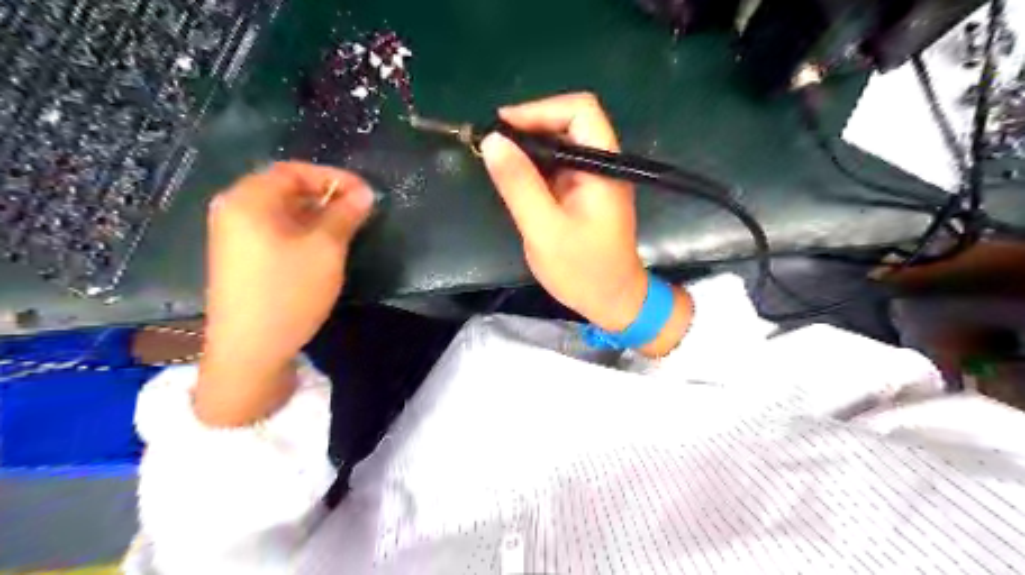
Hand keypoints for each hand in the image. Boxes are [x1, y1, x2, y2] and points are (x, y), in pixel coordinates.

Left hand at [195, 162, 372, 426]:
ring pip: (281, 212)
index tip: (365, 192)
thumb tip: (365, 192)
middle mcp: (234, 210)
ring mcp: (233, 236)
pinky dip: (301, 231)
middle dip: (325, 195)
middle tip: (360, 210)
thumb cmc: (289, 291)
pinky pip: (274, 231)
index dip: (332, 177)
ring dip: (316, 214)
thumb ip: (345, 214)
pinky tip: (323, 247)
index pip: (293, 171)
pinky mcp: (240, 258)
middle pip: (284, 189)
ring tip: (348, 228)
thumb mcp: (325, 249)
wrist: (250, 350)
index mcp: (248, 199)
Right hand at [483, 93, 691, 356]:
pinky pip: (558, 167)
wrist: (612, 301)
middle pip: (569, 122)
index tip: (503, 127)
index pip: (580, 111)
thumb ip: (520, 185)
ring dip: (529, 148)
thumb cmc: (583, 270)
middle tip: (493, 145)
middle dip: (530, 127)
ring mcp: (593, 179)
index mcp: (602, 167)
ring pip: (561, 144)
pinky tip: (514, 180)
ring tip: (497, 161)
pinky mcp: (583, 193)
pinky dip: (534, 167)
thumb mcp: (545, 229)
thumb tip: (492, 140)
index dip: (540, 110)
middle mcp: (602, 165)